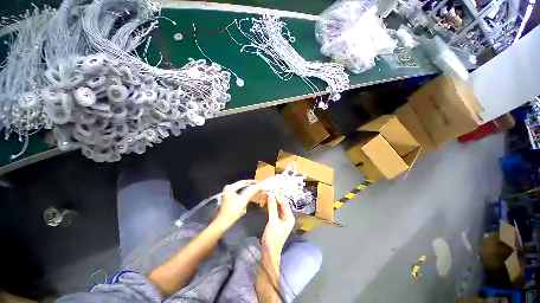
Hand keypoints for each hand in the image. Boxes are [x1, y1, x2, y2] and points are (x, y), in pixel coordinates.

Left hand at [215, 180, 261, 227]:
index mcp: (230, 187)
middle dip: (251, 189)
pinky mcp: (231, 201)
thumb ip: (252, 191)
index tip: (260, 182)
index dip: (252, 182)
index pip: (243, 182)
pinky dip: (245, 199)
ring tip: (256, 194)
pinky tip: (248, 202)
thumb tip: (260, 185)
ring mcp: (229, 195)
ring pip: (242, 192)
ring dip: (248, 194)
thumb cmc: (233, 210)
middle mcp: (229, 189)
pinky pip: (240, 197)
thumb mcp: (244, 200)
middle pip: (243, 187)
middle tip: (259, 188)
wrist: (224, 223)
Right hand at [262, 195, 294, 256]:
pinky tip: (263, 204)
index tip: (269, 191)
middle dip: (273, 198)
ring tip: (263, 198)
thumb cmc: (273, 238)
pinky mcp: (276, 219)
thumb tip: (271, 195)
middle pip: (280, 203)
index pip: (284, 203)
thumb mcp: (273, 222)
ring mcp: (281, 218)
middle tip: (265, 194)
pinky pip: (273, 210)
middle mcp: (287, 216)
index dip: (277, 196)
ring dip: (270, 202)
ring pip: (276, 206)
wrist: (269, 251)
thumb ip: (272, 208)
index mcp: (289, 217)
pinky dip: (268, 207)